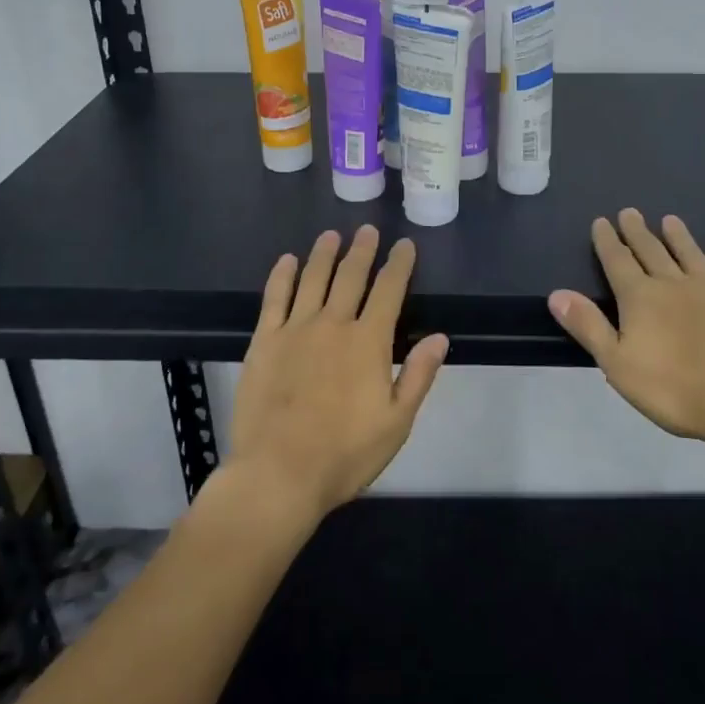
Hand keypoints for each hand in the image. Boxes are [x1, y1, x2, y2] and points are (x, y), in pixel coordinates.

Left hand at [226, 225, 448, 523]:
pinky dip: (282, 276)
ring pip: (313, 279)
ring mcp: (295, 329)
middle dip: (362, 250)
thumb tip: (439, 337)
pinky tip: (287, 261)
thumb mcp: (397, 422)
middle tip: (367, 230)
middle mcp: (333, 324)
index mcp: (369, 342)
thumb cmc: (345, 454)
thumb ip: (418, 375)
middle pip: (351, 276)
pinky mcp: (265, 341)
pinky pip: (274, 298)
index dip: (399, 265)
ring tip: (331, 235)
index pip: (389, 290)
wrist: (279, 473)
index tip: (405, 245)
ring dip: (324, 254)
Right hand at [548, 209, 704, 448]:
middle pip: (651, 251)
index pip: (618, 262)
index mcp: (641, 298)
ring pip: (690, 254)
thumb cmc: (676, 390)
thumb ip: (588, 326)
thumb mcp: (618, 364)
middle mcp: (674, 284)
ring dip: (678, 236)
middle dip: (637, 232)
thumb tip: (557, 293)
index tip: (601, 221)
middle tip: (630, 212)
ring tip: (669, 219)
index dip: (607, 242)